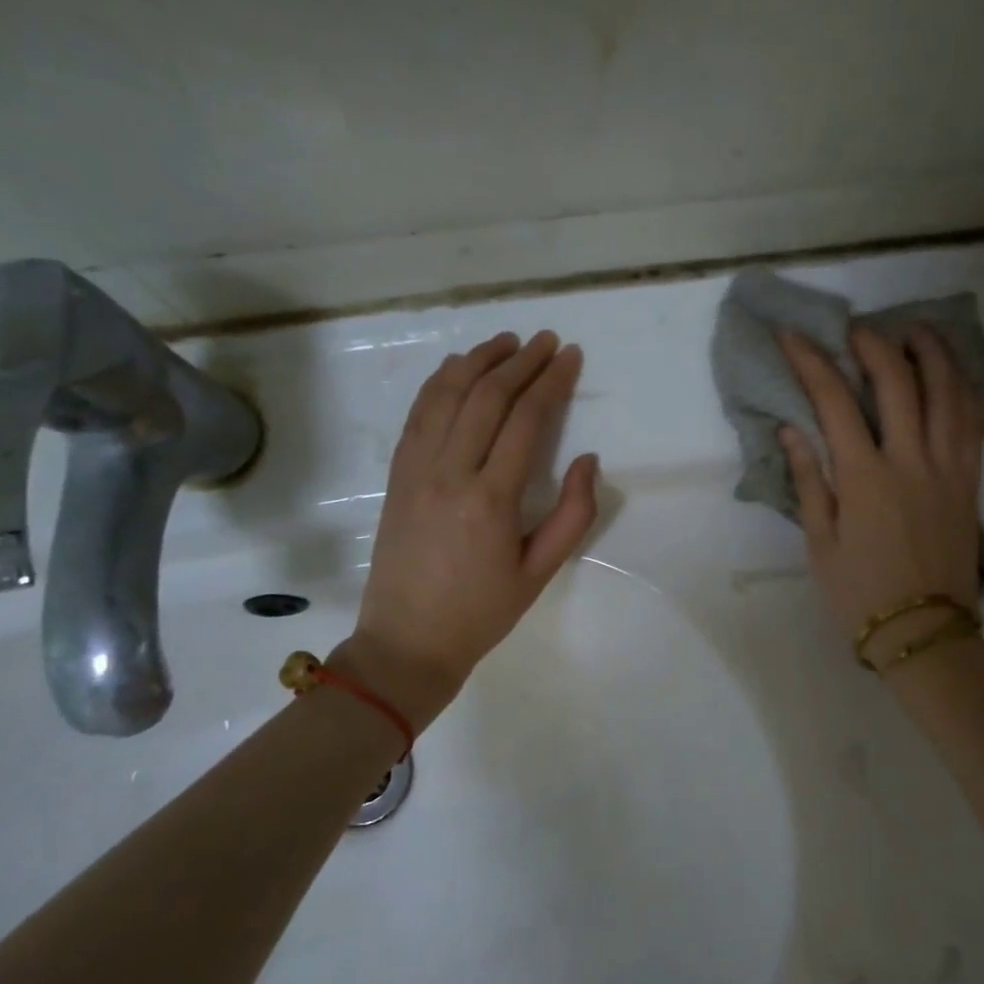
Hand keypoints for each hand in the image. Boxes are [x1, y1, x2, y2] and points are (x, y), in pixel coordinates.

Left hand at [334, 331, 597, 729]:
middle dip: (521, 362)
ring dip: (478, 361)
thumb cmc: (482, 613)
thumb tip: (586, 459)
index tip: (570, 356)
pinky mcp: (397, 475)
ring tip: (506, 341)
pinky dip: (440, 382)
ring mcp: (416, 469)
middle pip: (487, 396)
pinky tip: (458, 368)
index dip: (551, 382)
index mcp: (491, 499)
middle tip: (547, 341)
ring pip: (447, 395)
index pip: (526, 420)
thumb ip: (573, 514)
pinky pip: (419, 414)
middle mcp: (450, 472)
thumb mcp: (541, 572)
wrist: (406, 642)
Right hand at [778, 326, 983, 665]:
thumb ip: (809, 481)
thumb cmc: (860, 592)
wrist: (924, 631)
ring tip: (915, 330)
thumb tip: (793, 429)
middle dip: (873, 343)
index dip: (811, 361)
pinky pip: (973, 421)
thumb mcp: (820, 542)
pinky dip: (964, 388)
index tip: (792, 335)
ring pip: (948, 391)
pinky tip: (953, 374)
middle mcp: (911, 460)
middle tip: (856, 327)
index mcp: (865, 478)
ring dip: (931, 352)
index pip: (835, 401)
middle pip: (898, 381)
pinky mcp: (971, 480)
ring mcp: (949, 467)